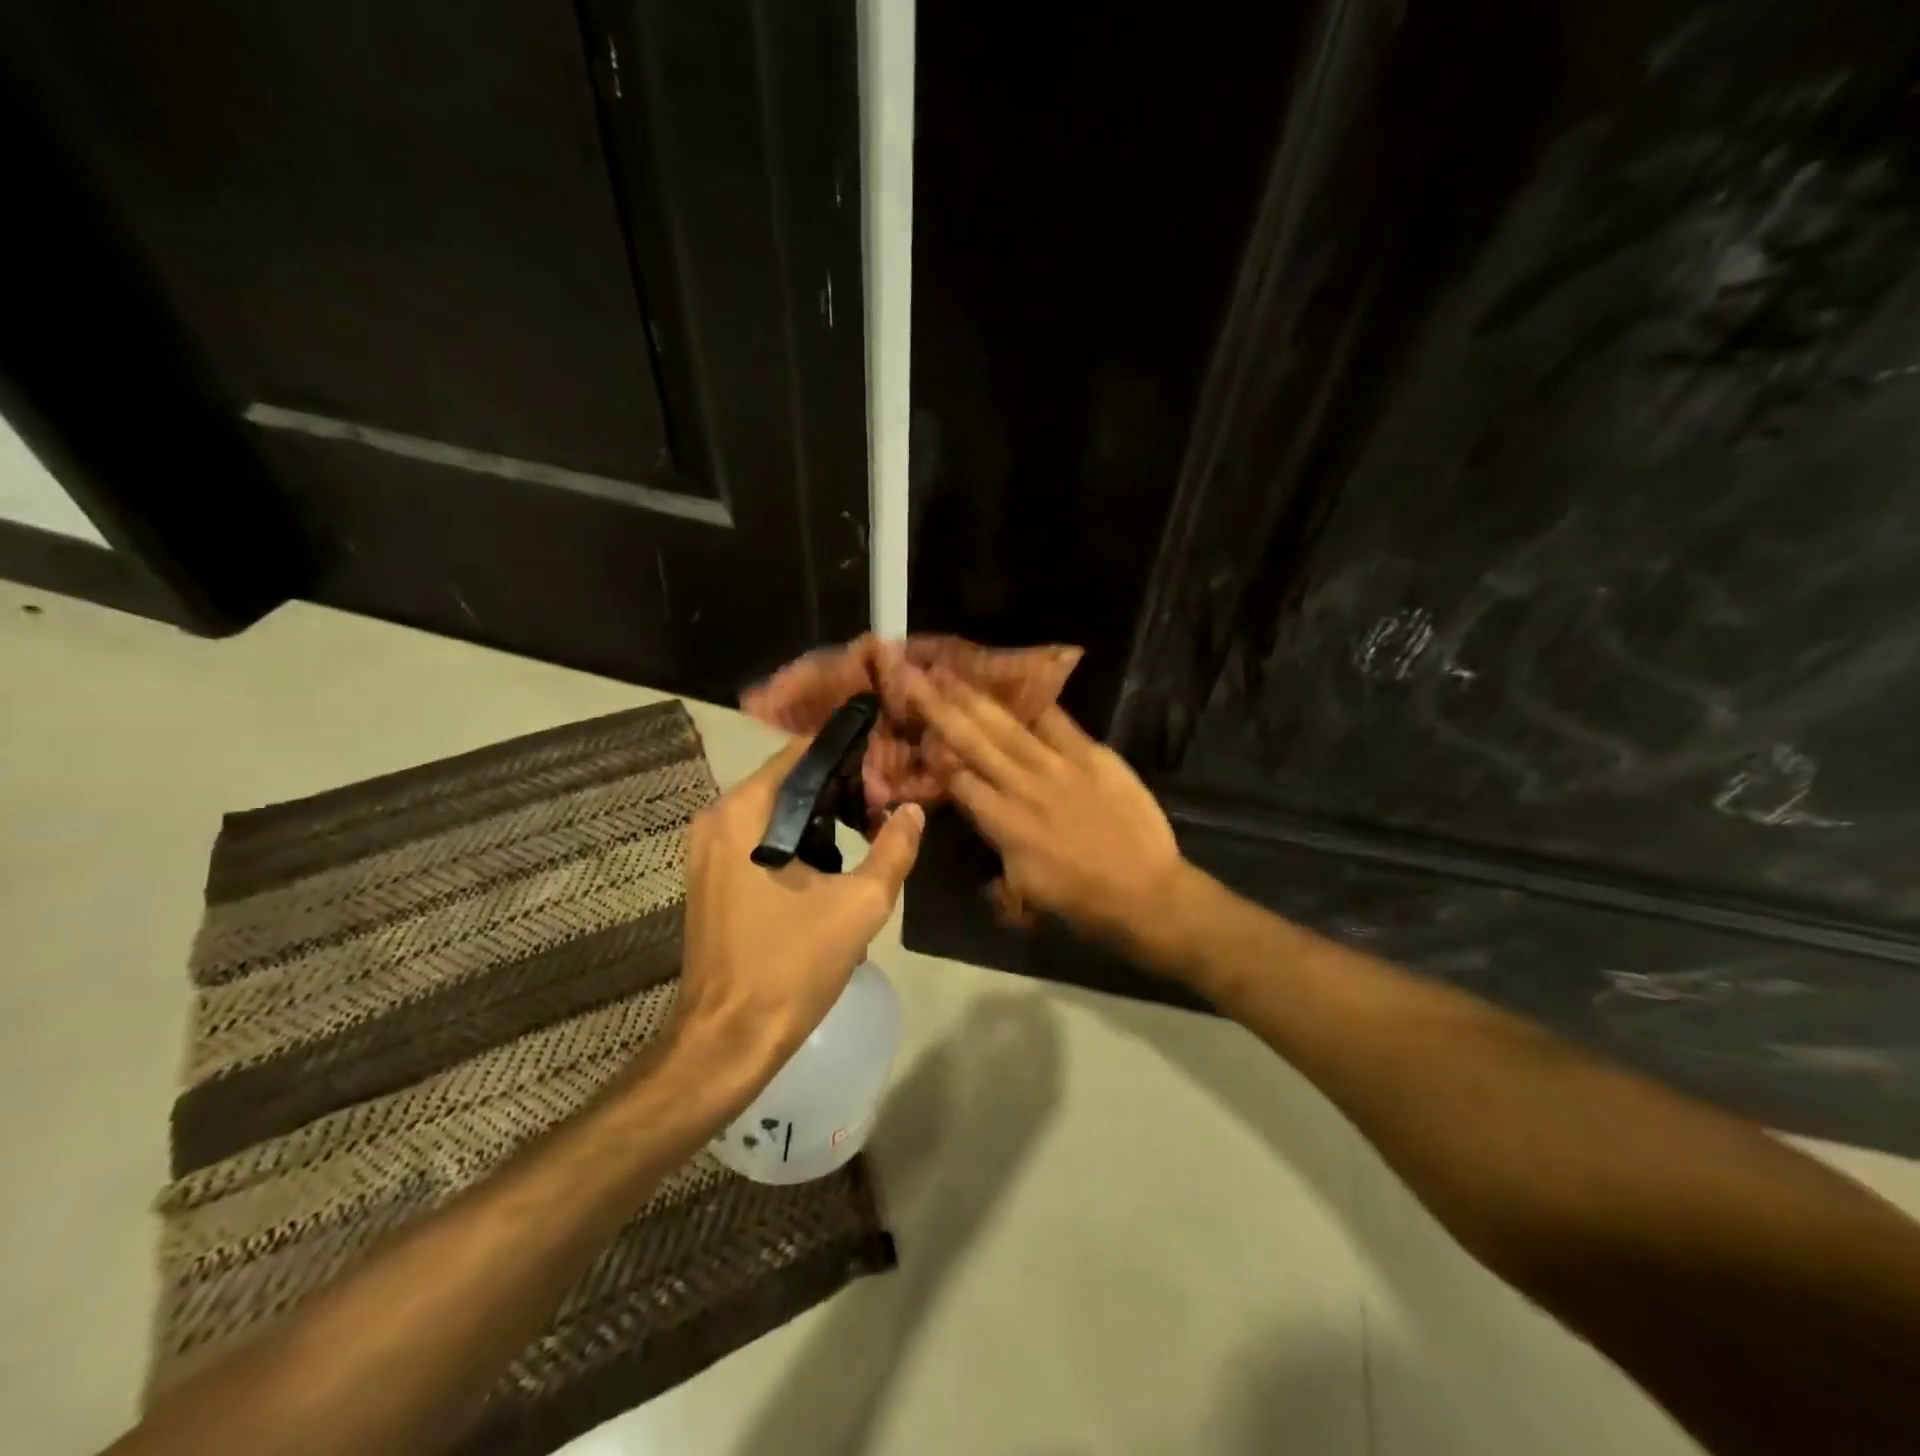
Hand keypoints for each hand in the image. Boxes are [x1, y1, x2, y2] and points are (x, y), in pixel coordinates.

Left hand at [670, 736, 924, 1090]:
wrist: (728, 1039)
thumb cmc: (792, 965)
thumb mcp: (860, 905)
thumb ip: (894, 849)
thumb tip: (913, 810)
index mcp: (745, 811)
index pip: (803, 754)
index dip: (850, 756)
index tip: (888, 769)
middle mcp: (717, 818)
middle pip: (789, 781)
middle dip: (840, 789)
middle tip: (886, 805)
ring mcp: (707, 850)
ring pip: (775, 812)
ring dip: (821, 818)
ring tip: (869, 833)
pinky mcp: (710, 877)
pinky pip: (759, 839)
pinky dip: (796, 841)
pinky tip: (832, 867)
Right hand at [902, 666, 1182, 947]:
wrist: (1145, 892)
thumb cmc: (1080, 900)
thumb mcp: (1022, 886)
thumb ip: (996, 847)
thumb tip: (981, 817)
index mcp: (1002, 824)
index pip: (957, 779)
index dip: (932, 752)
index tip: (914, 725)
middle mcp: (1021, 787)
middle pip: (971, 740)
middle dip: (938, 706)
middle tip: (912, 674)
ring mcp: (1058, 766)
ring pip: (1006, 725)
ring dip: (973, 695)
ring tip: (948, 669)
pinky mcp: (1092, 754)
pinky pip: (1057, 721)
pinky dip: (1034, 701)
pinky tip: (1014, 678)